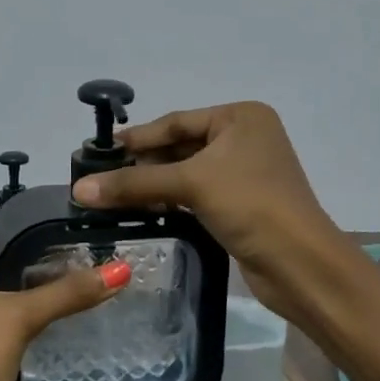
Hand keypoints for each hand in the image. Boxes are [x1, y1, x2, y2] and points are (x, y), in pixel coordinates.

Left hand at [0, 213, 128, 380]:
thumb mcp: (17, 318)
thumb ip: (68, 292)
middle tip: (77, 242)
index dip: (13, 219)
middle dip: (28, 251)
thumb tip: (122, 270)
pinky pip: (3, 318)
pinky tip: (64, 307)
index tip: (56, 216)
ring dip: (31, 283)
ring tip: (79, 268)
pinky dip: (28, 311)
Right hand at [71, 101, 345, 325]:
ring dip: (153, 184)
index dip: (137, 138)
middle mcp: (245, 138)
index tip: (97, 152)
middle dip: (143, 163)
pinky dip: (170, 200)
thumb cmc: (250, 204)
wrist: (300, 263)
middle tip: (99, 177)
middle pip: (180, 146)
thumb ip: (134, 183)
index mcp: (241, 117)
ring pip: (187, 172)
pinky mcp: (241, 204)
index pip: (177, 121)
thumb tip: (79, 189)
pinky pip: (196, 194)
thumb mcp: (191, 184)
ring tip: (111, 196)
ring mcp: (244, 172)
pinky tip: (141, 210)